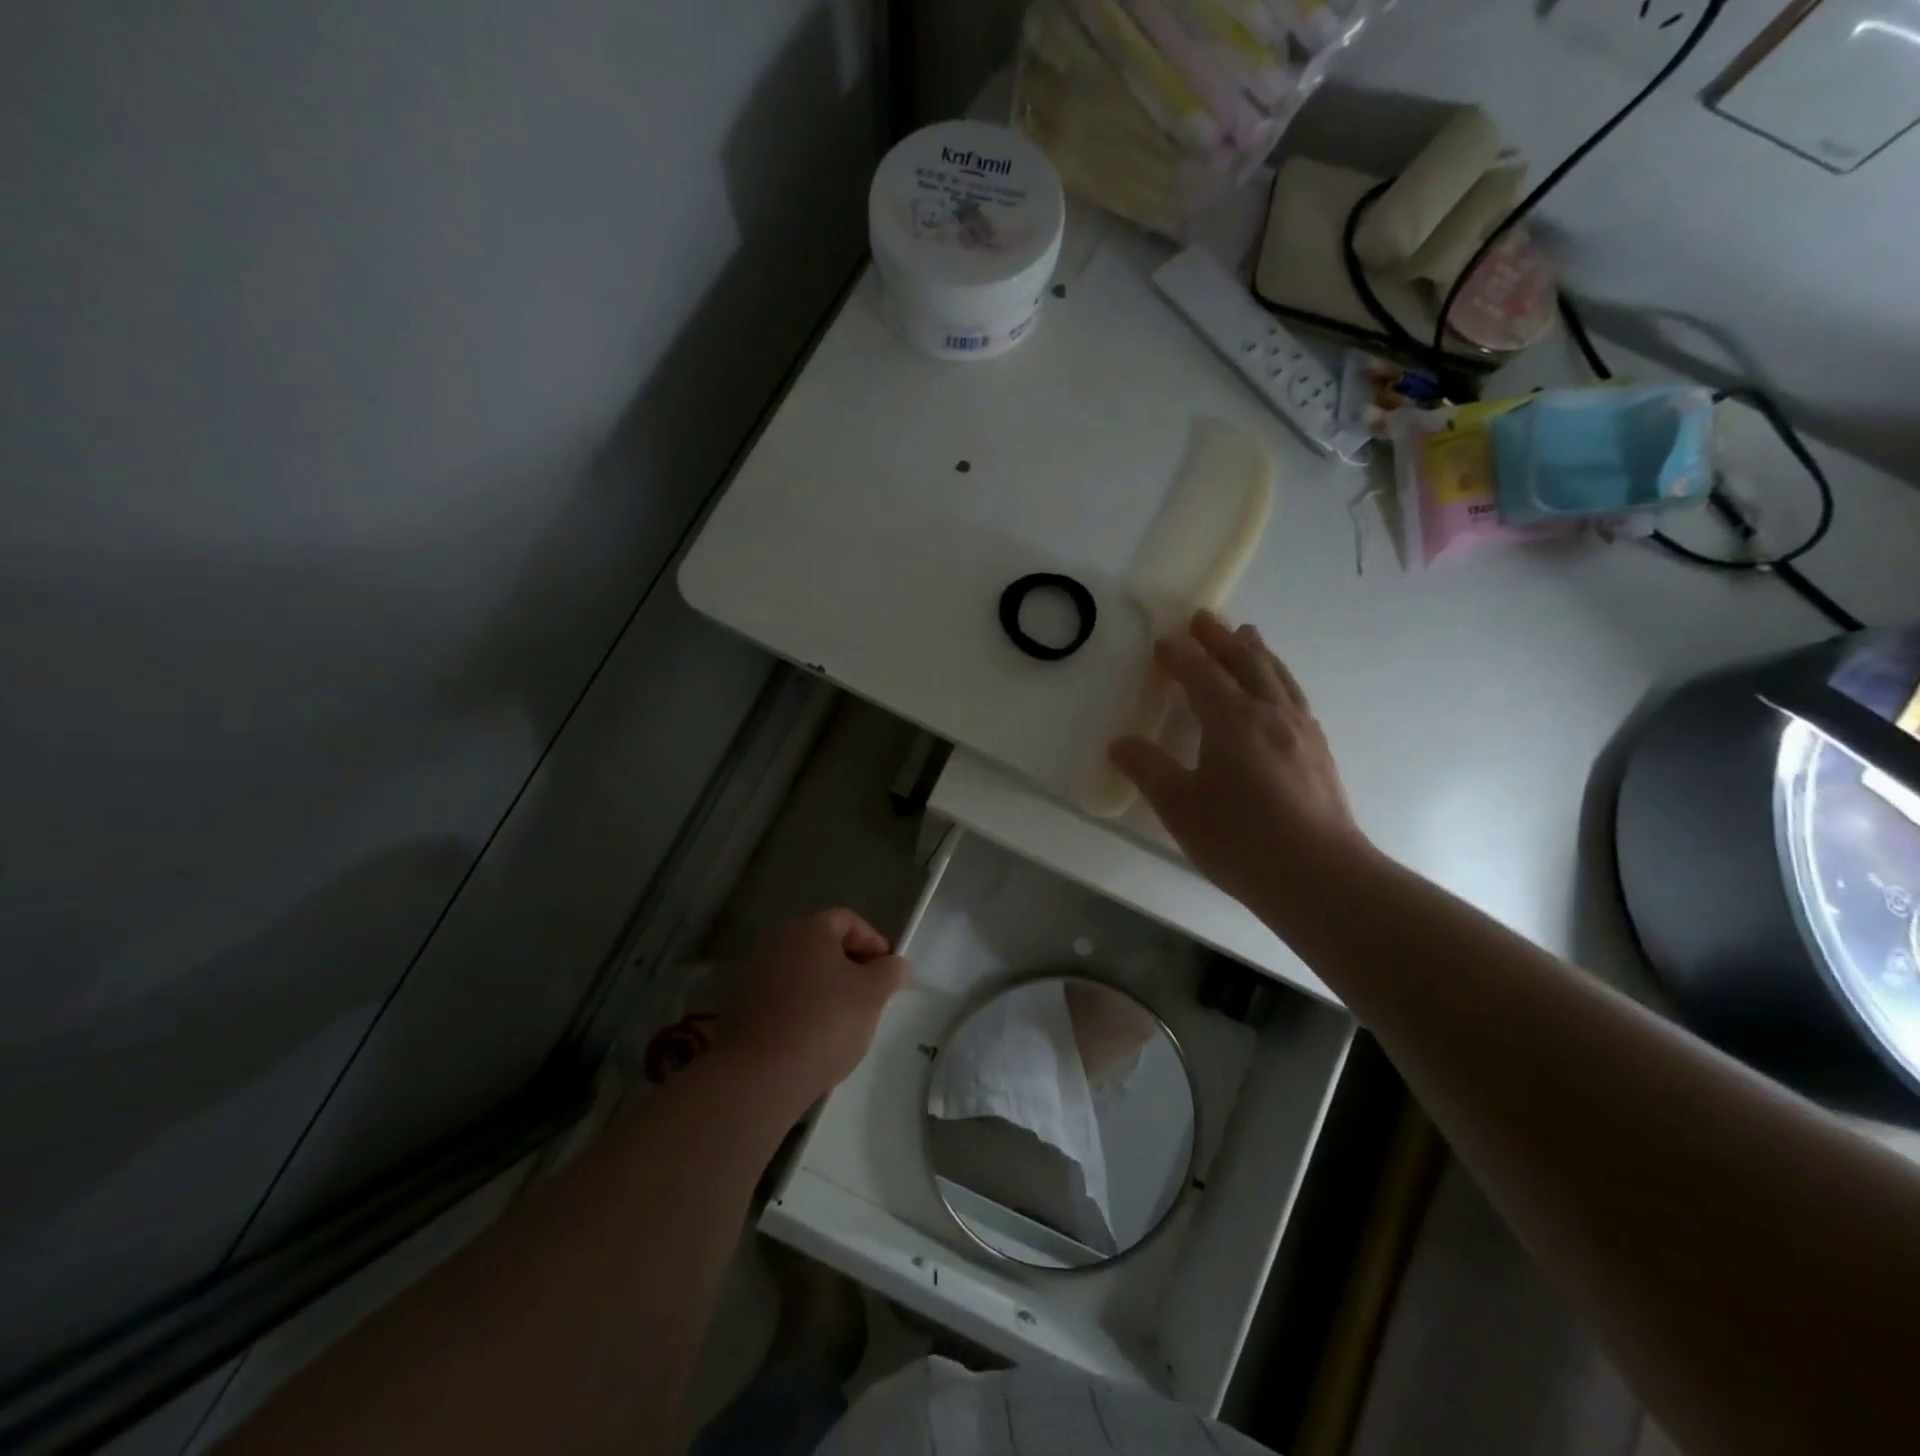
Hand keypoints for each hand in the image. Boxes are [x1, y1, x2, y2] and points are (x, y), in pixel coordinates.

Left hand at [716, 908, 908, 1105]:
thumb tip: (895, 964)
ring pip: (800, 970)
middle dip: (849, 965)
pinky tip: (811, 1035)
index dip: (873, 941)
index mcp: (808, 928)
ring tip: (842, 1019)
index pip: (848, 920)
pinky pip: (780, 995)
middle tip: (869, 995)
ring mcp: (752, 972)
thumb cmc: (825, 1022)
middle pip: (821, 943)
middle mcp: (776, 941)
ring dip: (823, 986)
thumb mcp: (873, 995)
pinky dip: (799, 1006)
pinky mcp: (738, 1005)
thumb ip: (890, 972)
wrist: (760, 1074)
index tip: (887, 971)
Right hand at [1108, 611, 1371, 916]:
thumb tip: (1119, 743)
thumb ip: (1148, 769)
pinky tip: (1280, 694)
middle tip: (1205, 619)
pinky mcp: (1319, 754)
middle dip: (1221, 640)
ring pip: (1278, 677)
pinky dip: (1280, 680)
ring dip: (1258, 653)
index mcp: (1234, 720)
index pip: (1202, 675)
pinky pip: (1295, 698)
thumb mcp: (1179, 806)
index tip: (1164, 641)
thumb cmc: (1241, 839)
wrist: (1320, 877)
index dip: (1181, 656)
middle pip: (1246, 664)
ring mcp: (1302, 733)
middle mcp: (1271, 715)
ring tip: (1249, 636)